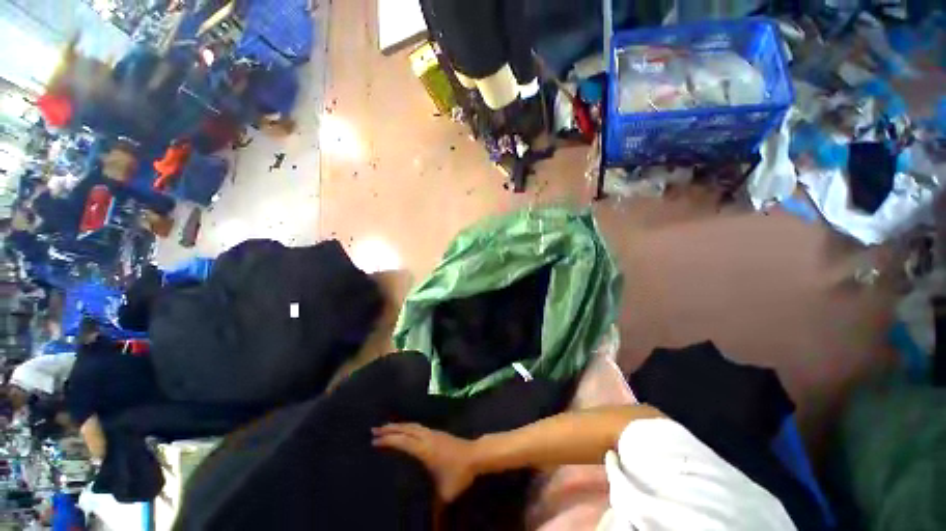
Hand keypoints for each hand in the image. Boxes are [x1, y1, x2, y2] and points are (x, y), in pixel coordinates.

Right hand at [372, 423, 477, 502]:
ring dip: (399, 425)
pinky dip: (408, 426)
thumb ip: (435, 510)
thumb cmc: (459, 474)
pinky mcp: (438, 432)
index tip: (374, 440)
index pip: (403, 441)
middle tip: (375, 429)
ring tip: (387, 427)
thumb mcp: (445, 494)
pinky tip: (406, 429)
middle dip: (390, 428)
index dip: (389, 440)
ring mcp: (433, 433)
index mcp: (425, 450)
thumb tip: (432, 529)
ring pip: (413, 425)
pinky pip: (418, 426)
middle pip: (406, 429)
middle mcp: (427, 437)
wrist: (476, 455)